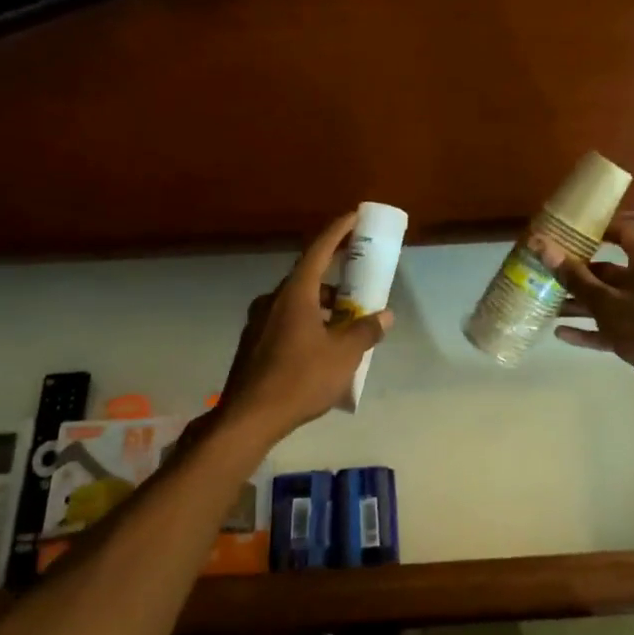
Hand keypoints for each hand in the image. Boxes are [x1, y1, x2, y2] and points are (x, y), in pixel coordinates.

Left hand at [215, 212, 392, 440]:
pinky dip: (308, 324)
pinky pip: (287, 323)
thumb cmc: (300, 379)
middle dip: (335, 279)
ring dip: (322, 307)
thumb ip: (365, 331)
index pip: (318, 251)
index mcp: (295, 295)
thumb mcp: (344, 355)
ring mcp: (259, 323)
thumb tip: (384, 316)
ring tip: (345, 325)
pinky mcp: (254, 345)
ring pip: (296, 303)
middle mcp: (273, 301)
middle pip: (307, 278)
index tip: (354, 217)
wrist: (249, 417)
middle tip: (358, 286)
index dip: (338, 232)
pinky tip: (322, 348)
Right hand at [551, 222, 633, 397]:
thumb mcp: (605, 301)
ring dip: (578, 303)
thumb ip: (574, 277)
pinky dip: (588, 329)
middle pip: (607, 270)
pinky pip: (608, 326)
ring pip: (605, 300)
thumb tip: (543, 245)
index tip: (568, 231)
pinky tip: (560, 334)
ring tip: (546, 304)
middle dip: (576, 273)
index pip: (623, 232)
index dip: (598, 229)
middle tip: (544, 272)